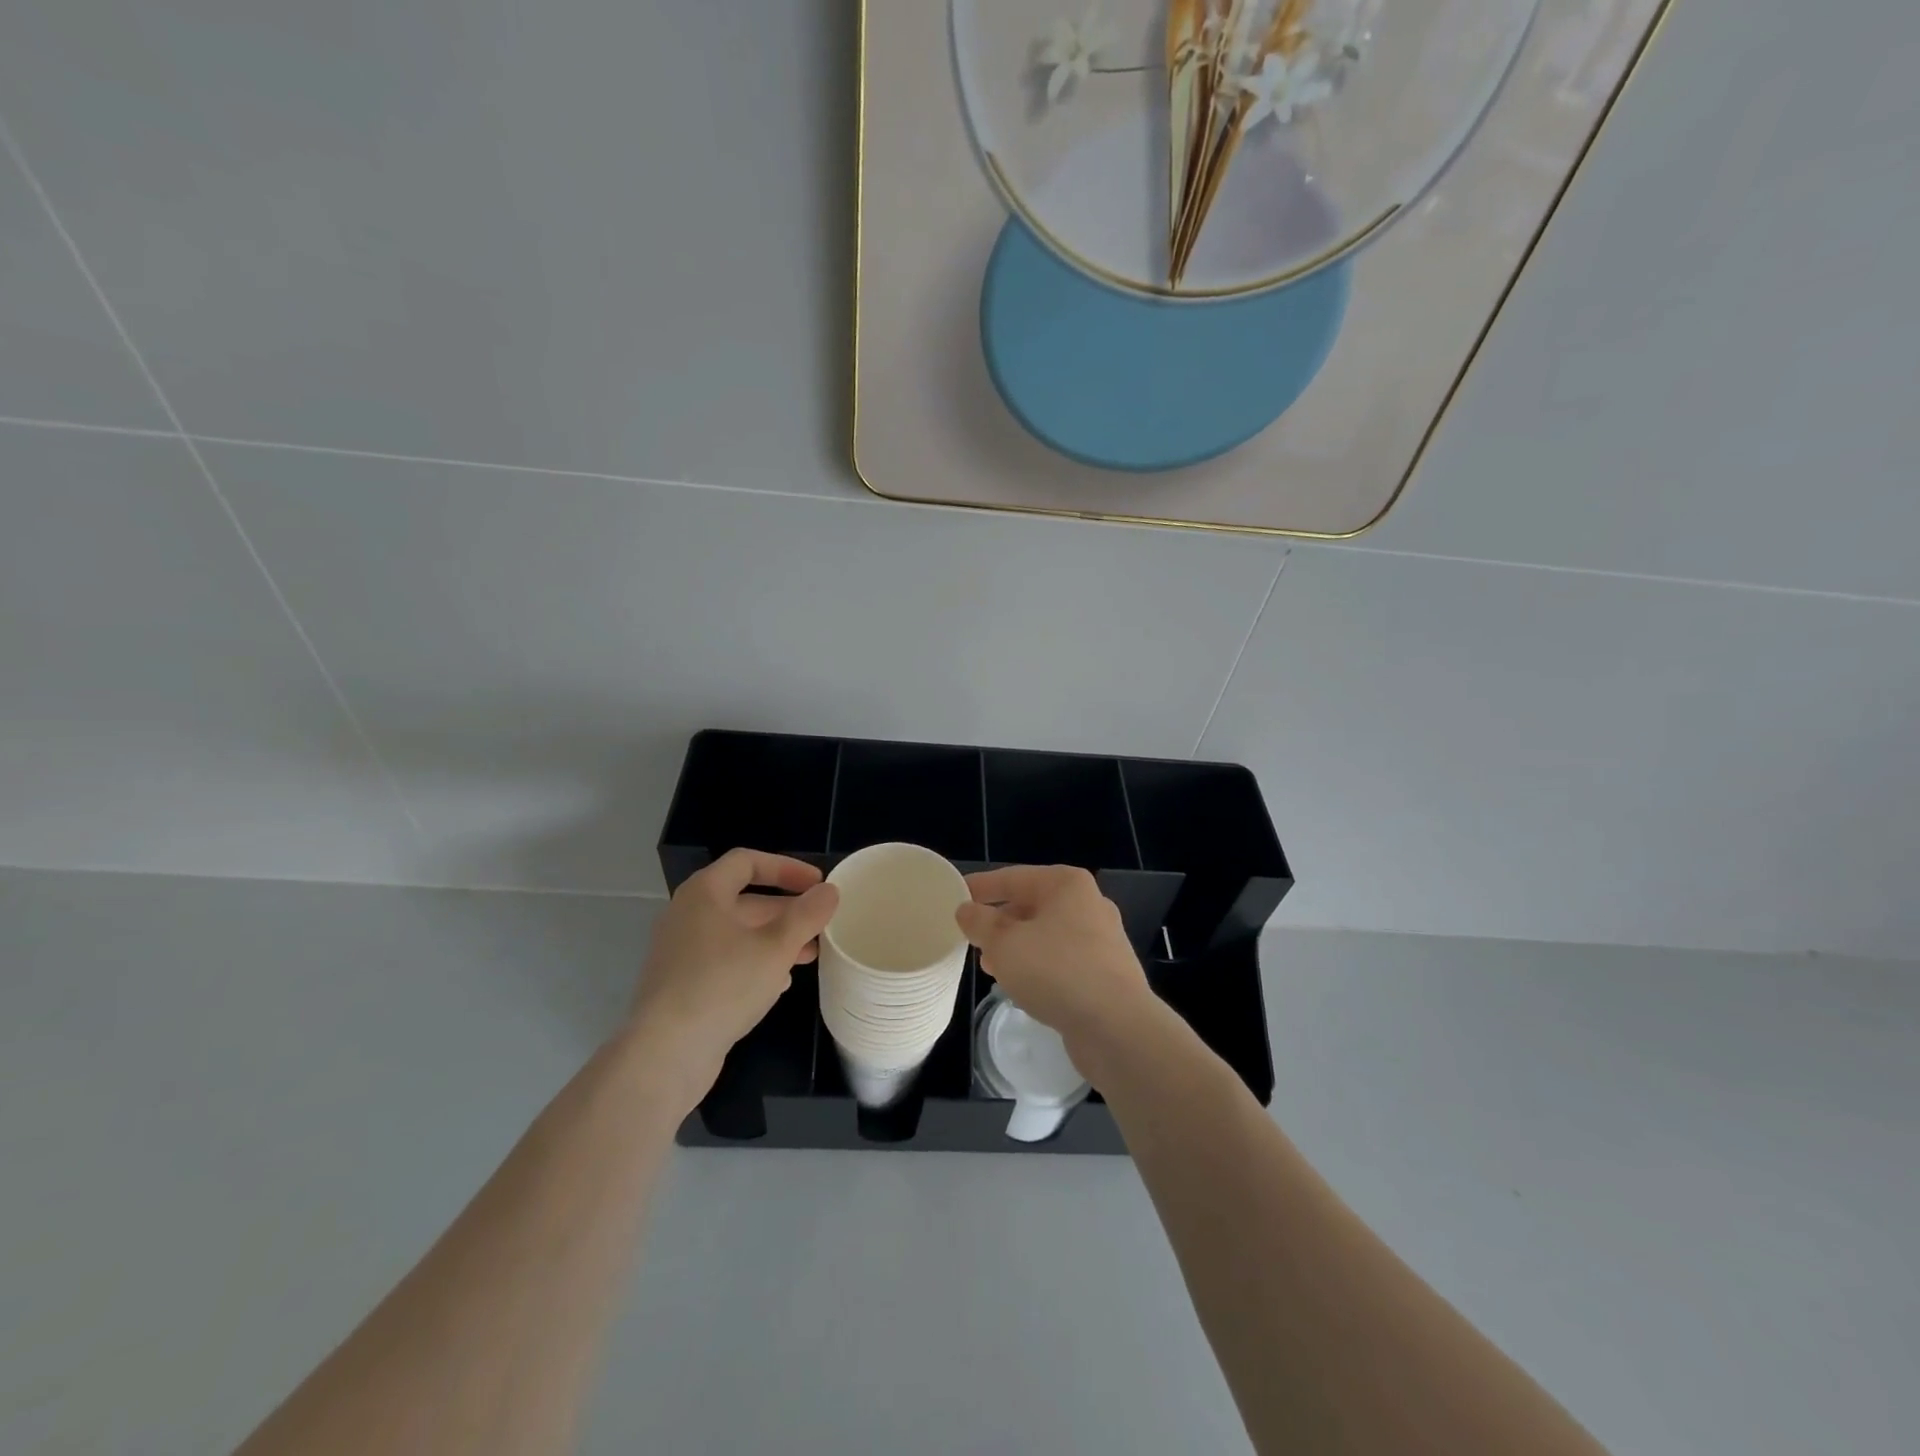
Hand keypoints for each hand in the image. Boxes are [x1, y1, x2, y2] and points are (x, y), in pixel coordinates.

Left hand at [627, 849, 838, 1109]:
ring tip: (810, 955)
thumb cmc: (722, 986)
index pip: (747, 861)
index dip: (786, 867)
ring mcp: (681, 952)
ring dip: (775, 939)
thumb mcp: (776, 947)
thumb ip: (806, 915)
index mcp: (705, 893)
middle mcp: (688, 915)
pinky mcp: (682, 985)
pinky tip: (779, 983)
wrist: (664, 1054)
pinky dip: (755, 963)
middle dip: (787, 910)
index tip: (818, 884)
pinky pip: (725, 961)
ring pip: (738, 934)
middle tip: (821, 924)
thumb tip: (829, 891)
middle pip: (745, 899)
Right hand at [956, 865, 1157, 1060]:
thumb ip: (980, 922)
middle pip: (1032, 905)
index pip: (1013, 877)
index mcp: (1066, 884)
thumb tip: (967, 909)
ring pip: (1047, 935)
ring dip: (1017, 948)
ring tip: (992, 967)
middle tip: (972, 939)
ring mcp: (1102, 939)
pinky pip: (1063, 961)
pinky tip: (1023, 987)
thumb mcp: (1003, 943)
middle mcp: (1089, 903)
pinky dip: (1039, 967)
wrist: (1117, 1026)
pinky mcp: (1107, 972)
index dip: (981, 887)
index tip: (955, 896)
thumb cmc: (1056, 971)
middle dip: (1000, 922)